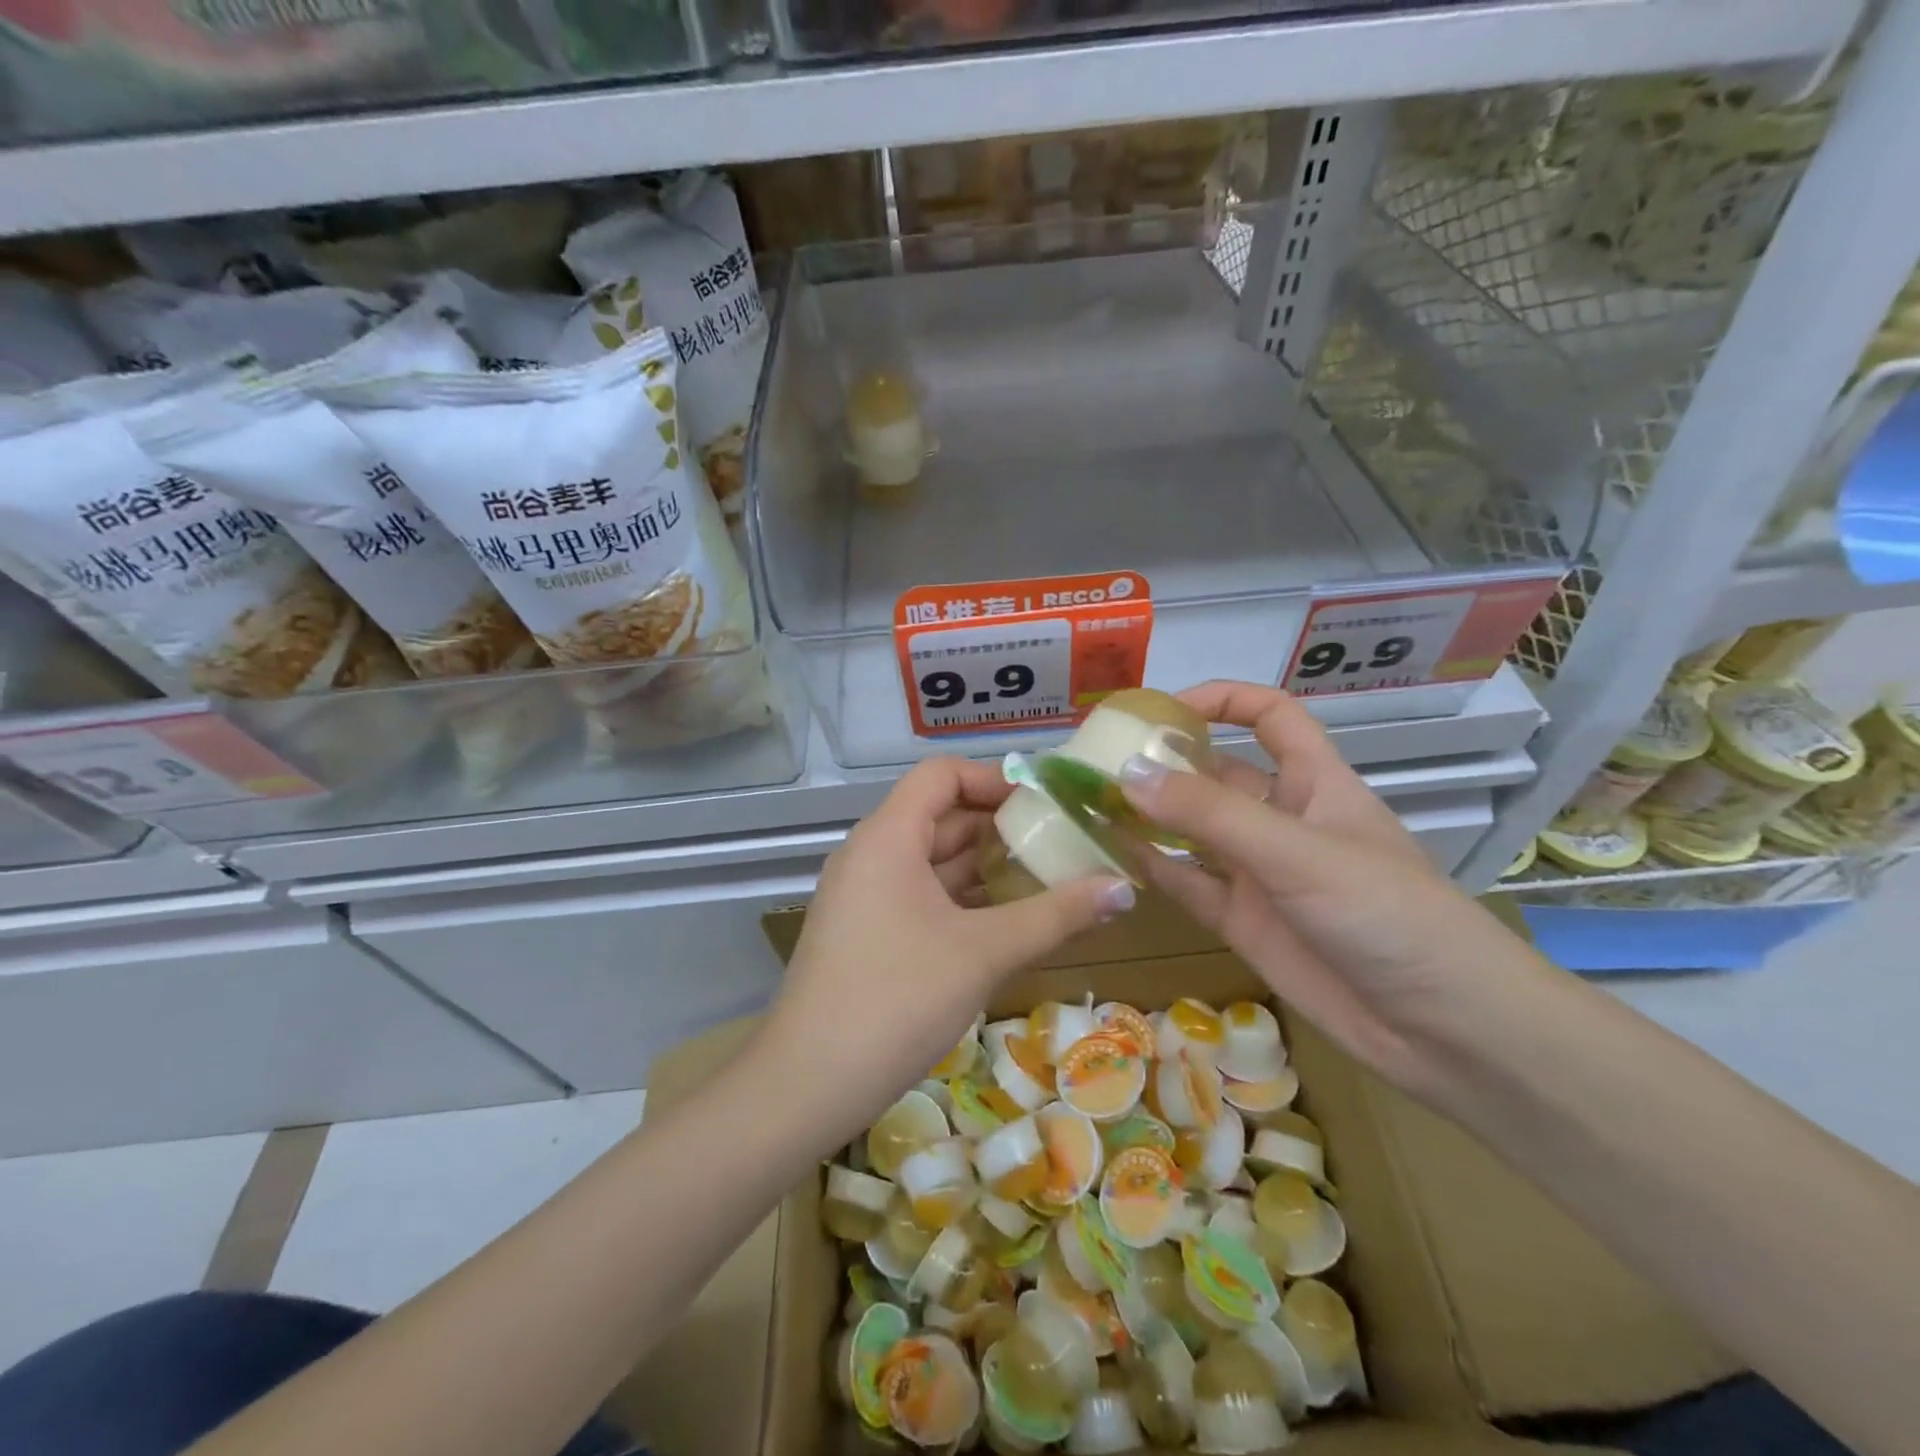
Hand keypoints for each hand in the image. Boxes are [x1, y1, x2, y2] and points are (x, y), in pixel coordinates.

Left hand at [760, 757, 1133, 1147]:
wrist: (808, 1084)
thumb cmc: (898, 999)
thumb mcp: (984, 953)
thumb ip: (1055, 915)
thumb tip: (1124, 889)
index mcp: (888, 837)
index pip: (941, 775)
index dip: (994, 778)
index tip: (1046, 802)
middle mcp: (870, 854)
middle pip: (939, 815)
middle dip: (1000, 826)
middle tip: (1061, 841)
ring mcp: (864, 895)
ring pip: (931, 860)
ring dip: (984, 865)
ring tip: (1046, 877)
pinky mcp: (865, 932)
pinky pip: (919, 895)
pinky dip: (961, 898)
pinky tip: (1005, 920)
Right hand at [1118, 681, 1549, 1095]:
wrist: (1442, 1029)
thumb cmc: (1386, 914)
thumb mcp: (1297, 852)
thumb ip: (1210, 814)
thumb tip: (1127, 773)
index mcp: (1315, 782)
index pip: (1270, 717)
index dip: (1222, 701)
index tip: (1161, 709)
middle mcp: (1282, 820)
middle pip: (1218, 774)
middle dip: (1166, 764)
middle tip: (1098, 762)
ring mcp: (1261, 874)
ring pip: (1194, 831)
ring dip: (1149, 816)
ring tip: (1089, 803)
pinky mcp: (1244, 922)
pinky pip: (1189, 884)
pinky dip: (1154, 868)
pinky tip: (1112, 855)